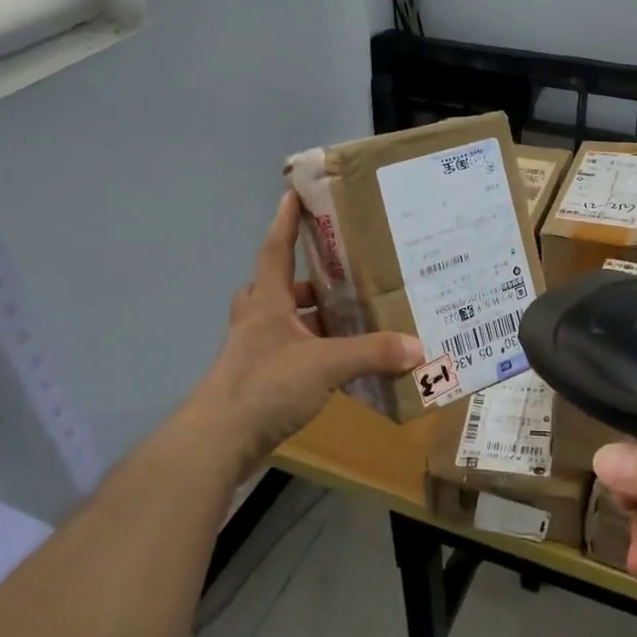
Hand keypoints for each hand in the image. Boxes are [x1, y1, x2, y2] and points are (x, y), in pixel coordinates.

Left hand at [183, 192, 421, 481]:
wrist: (218, 441)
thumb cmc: (265, 386)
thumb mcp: (325, 365)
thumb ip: (372, 353)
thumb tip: (418, 347)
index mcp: (267, 303)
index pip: (276, 250)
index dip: (285, 222)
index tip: (292, 195)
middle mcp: (258, 322)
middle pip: (277, 288)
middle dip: (305, 280)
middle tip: (339, 276)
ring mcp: (255, 353)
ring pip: (283, 324)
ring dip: (310, 320)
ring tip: (348, 320)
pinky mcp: (259, 382)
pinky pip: (289, 355)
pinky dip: (312, 354)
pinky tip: (338, 366)